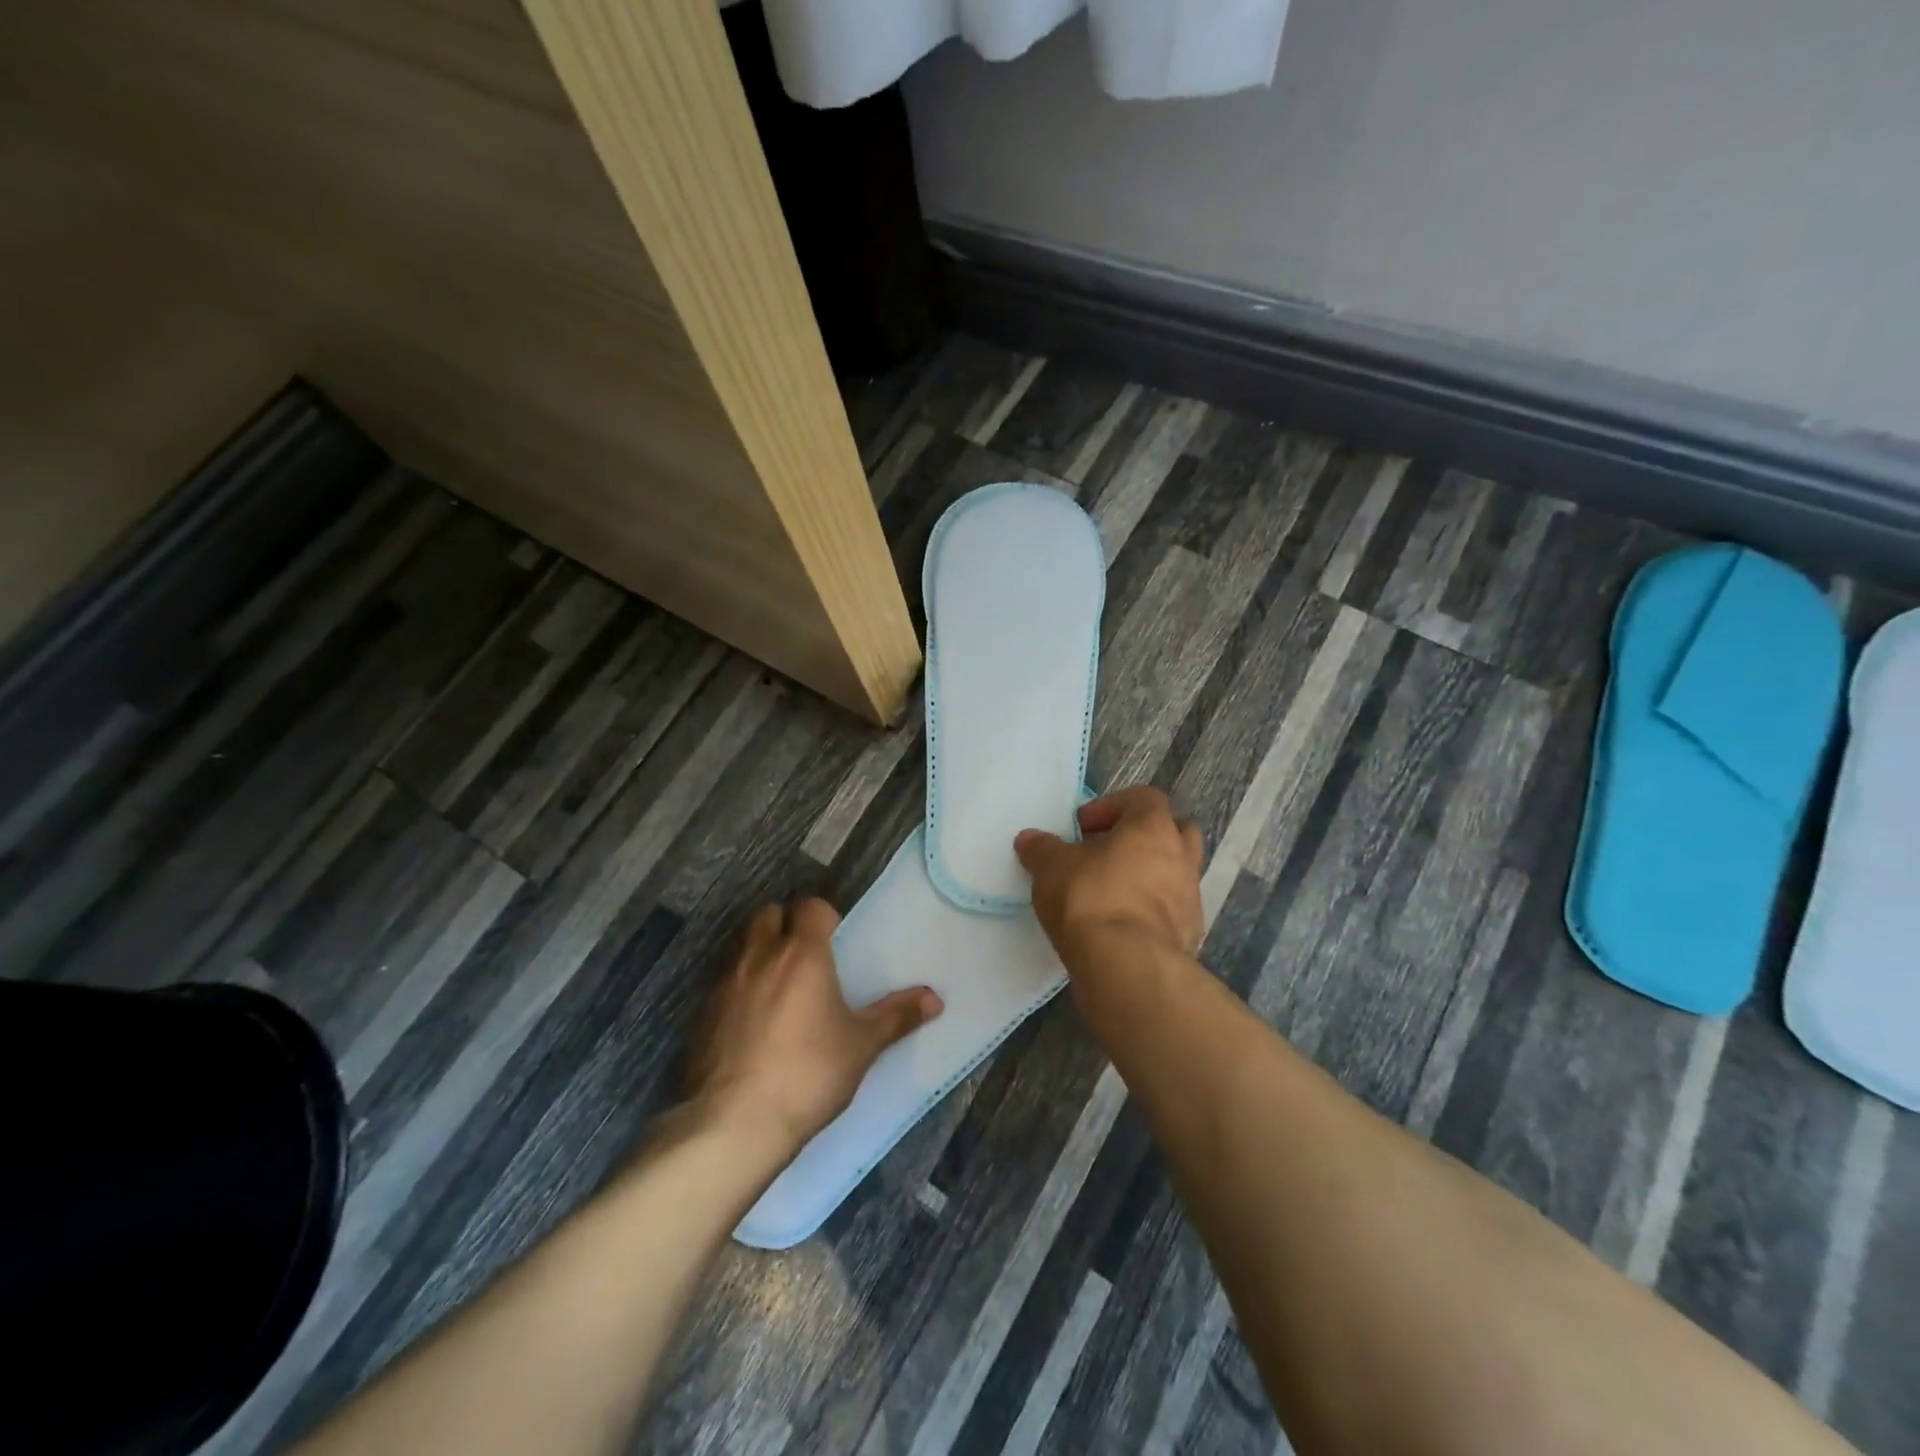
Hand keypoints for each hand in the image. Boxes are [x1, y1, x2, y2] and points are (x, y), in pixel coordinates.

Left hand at [685, 898, 941, 1155]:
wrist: (734, 1123)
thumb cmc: (808, 1073)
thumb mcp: (861, 1046)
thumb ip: (896, 1017)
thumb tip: (935, 998)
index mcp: (802, 954)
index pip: (811, 907)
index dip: (824, 916)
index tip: (835, 939)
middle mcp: (761, 957)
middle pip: (769, 915)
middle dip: (786, 924)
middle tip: (805, 955)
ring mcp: (725, 984)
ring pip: (742, 947)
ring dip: (760, 953)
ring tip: (780, 987)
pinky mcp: (701, 1014)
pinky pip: (723, 984)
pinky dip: (739, 989)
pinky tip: (752, 1023)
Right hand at [1015, 787, 1205, 969]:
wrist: (1128, 967)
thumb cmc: (1091, 899)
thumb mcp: (1051, 867)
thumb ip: (1041, 848)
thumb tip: (1030, 839)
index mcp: (1153, 828)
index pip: (1143, 798)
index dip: (1111, 806)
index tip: (1082, 827)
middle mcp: (1181, 856)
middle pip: (1173, 831)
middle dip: (1141, 837)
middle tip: (1106, 853)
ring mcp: (1190, 897)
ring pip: (1174, 873)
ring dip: (1147, 876)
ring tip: (1110, 893)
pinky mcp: (1190, 935)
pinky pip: (1171, 911)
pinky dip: (1150, 912)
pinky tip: (1120, 926)